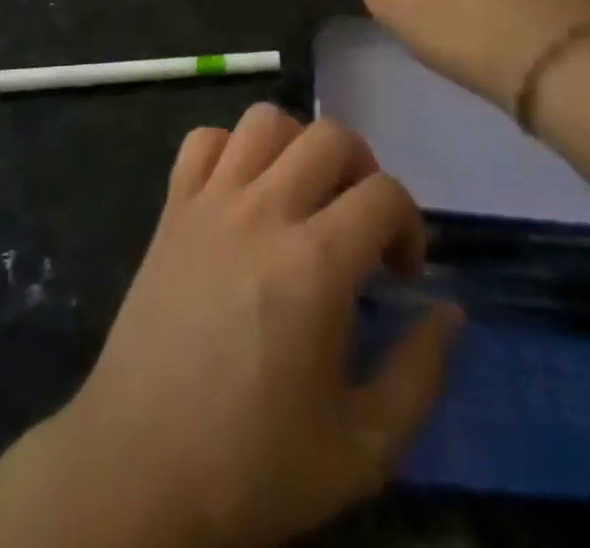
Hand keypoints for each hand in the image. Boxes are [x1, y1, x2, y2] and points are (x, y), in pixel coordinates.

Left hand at [56, 105, 461, 547]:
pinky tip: (241, 192)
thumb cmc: (254, 466)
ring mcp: (211, 202)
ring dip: (297, 145)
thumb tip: (449, 312)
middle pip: (330, 136)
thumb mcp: (363, 449)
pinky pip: (203, 140)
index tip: (401, 271)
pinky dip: (230, 148)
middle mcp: (263, 212)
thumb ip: (420, 374)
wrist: (141, 469)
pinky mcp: (171, 208)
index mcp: (314, 265)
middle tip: (359, 222)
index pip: (384, 194)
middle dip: (362, 169)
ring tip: (303, 195)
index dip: (410, 223)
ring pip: (265, 120)